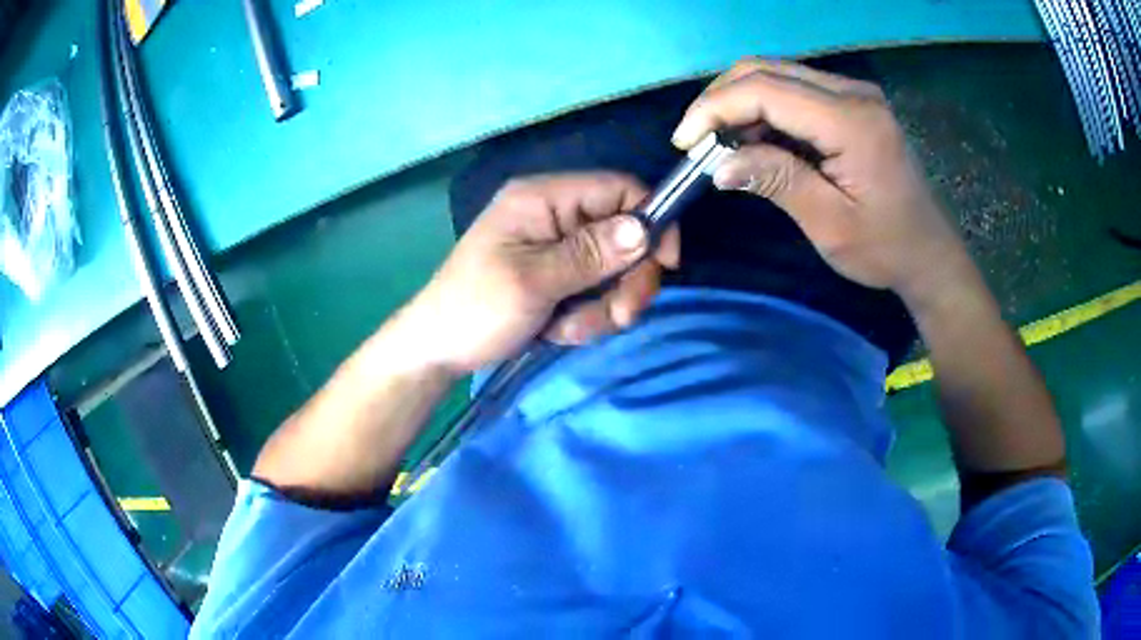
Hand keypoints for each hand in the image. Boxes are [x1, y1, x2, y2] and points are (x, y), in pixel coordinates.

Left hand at [401, 172, 679, 373]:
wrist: (438, 350)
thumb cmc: (475, 308)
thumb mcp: (533, 281)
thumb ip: (590, 253)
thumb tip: (645, 228)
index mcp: (543, 198)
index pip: (619, 189)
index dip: (651, 222)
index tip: (664, 267)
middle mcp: (555, 214)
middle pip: (625, 234)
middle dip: (626, 281)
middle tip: (616, 317)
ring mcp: (557, 247)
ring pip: (614, 270)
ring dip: (603, 307)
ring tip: (568, 329)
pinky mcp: (557, 276)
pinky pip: (595, 291)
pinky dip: (587, 316)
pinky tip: (558, 331)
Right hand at [672, 58, 966, 298]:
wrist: (929, 252)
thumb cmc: (885, 248)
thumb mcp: (830, 225)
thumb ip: (777, 182)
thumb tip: (718, 164)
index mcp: (853, 121)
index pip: (766, 90)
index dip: (715, 108)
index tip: (684, 142)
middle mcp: (853, 93)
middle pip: (766, 69)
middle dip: (720, 99)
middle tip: (696, 141)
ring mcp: (854, 93)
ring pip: (776, 73)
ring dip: (739, 102)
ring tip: (720, 143)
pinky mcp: (851, 102)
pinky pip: (794, 89)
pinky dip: (763, 108)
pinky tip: (753, 138)